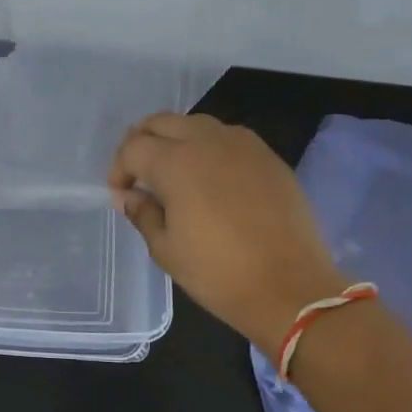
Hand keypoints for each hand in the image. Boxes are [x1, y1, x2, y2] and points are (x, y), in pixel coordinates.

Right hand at [109, 113, 342, 346]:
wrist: (291, 288)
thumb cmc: (218, 273)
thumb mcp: (166, 249)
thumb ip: (142, 213)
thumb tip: (129, 196)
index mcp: (175, 162)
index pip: (133, 147)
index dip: (120, 168)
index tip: (121, 193)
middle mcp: (207, 140)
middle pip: (162, 122)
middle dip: (143, 142)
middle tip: (140, 174)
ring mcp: (242, 144)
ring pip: (196, 124)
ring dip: (176, 140)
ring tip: (175, 173)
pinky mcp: (268, 156)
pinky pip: (228, 138)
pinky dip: (209, 148)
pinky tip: (212, 178)